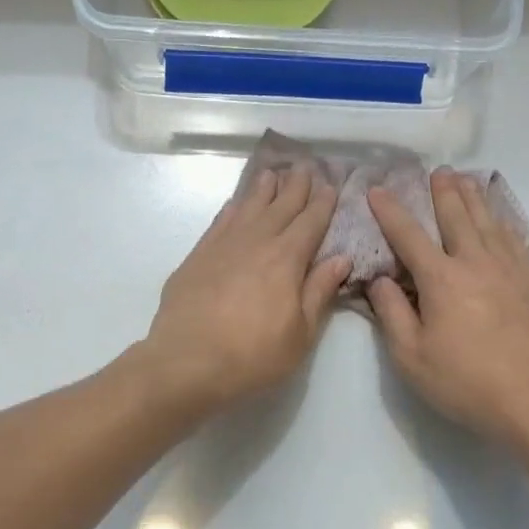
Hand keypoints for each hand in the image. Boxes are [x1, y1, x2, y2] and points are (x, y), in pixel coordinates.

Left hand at [142, 165, 350, 412]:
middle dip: (296, 186)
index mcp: (287, 259)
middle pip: (280, 206)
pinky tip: (236, 203)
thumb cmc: (253, 355)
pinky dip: (232, 209)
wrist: (187, 362)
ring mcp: (223, 246)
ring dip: (263, 189)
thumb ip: (319, 291)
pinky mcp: (197, 256)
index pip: (310, 222)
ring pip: (248, 207)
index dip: (323, 202)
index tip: (331, 184)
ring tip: (273, 173)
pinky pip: (220, 222)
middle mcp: (256, 242)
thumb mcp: (300, 333)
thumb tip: (341, 258)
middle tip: (306, 166)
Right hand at [368, 170, 528, 446]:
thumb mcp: (411, 357)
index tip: (377, 190)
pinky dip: (503, 223)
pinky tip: (500, 220)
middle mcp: (476, 263)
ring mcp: (511, 270)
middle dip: (442, 192)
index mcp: (441, 279)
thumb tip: (380, 279)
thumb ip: (391, 314)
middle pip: (457, 217)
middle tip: (437, 171)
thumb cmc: (466, 382)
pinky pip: (515, 241)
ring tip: (465, 180)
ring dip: (474, 198)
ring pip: (489, 222)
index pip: (409, 235)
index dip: (390, 211)